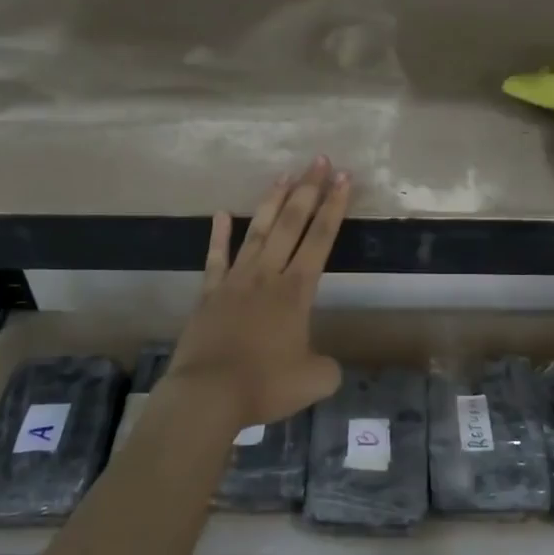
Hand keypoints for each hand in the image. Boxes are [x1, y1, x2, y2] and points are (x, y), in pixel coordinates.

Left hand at [163, 158, 350, 428]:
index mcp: (296, 292)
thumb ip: (327, 367)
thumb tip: (325, 364)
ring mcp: (235, 281)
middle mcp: (267, 276)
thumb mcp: (314, 381)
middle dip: (308, 190)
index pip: (321, 239)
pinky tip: (221, 213)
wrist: (208, 395)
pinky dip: (218, 236)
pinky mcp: (209, 294)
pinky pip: (215, 258)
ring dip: (272, 202)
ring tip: (284, 174)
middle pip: (291, 223)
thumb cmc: (265, 385)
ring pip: (257, 232)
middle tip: (320, 160)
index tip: (344, 178)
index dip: (335, 207)